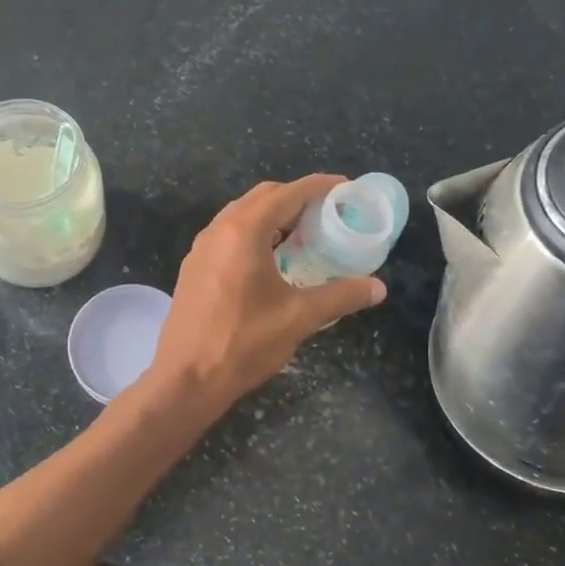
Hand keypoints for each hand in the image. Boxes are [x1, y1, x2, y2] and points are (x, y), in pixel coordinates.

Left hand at [148, 176, 386, 411]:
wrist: (186, 379)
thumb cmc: (244, 342)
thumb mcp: (299, 317)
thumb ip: (341, 296)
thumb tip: (378, 288)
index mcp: (243, 231)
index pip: (287, 193)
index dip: (319, 186)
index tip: (345, 188)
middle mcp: (218, 230)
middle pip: (263, 197)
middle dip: (297, 199)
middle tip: (327, 214)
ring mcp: (201, 248)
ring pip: (242, 216)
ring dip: (274, 217)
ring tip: (304, 236)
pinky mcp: (194, 268)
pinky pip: (229, 235)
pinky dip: (255, 234)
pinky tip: (272, 261)